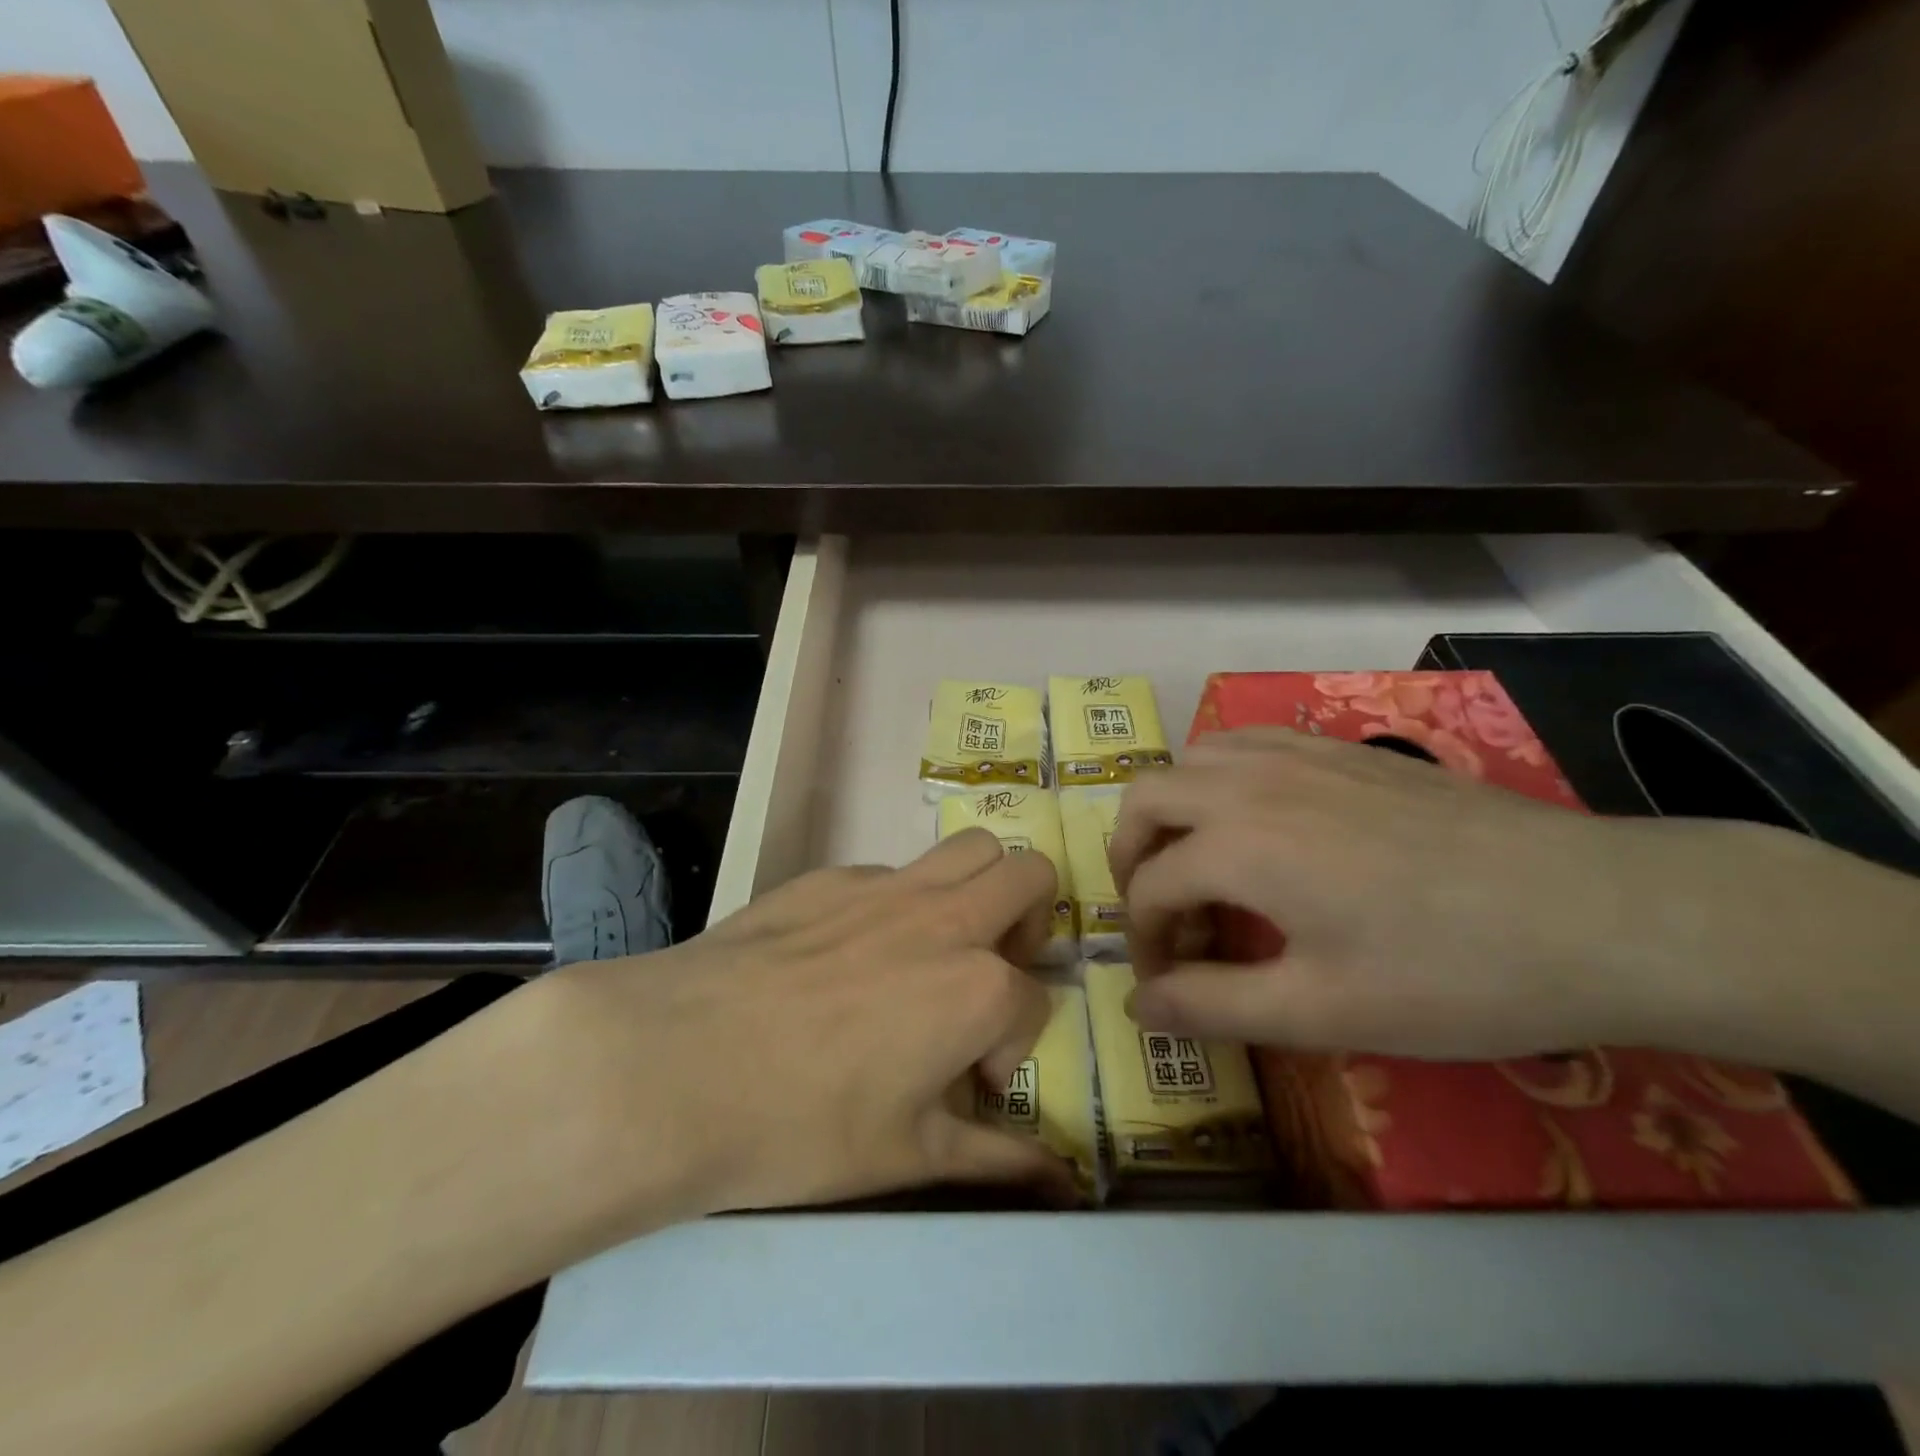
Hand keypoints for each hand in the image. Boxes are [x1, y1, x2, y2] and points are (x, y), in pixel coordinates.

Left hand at [538, 827, 1071, 1229]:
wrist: (674, 1066)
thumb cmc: (800, 1125)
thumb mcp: (908, 1156)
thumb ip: (996, 1159)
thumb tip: (1061, 1182)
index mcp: (977, 987)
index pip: (1032, 1002)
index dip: (1011, 1046)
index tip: (970, 1080)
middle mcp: (945, 919)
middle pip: (1030, 875)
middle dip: (1033, 919)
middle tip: (994, 969)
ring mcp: (886, 886)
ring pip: (970, 848)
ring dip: (980, 886)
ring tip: (944, 941)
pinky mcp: (829, 875)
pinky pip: (891, 872)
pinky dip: (900, 902)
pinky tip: (848, 954)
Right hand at [1107, 726, 1900, 1067]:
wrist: (1597, 912)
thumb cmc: (1453, 974)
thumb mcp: (1323, 1011)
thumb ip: (1215, 1006)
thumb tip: (1137, 1008)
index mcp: (1238, 846)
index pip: (1151, 890)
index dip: (1144, 944)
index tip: (1167, 988)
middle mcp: (1250, 784)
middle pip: (1146, 800)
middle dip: (1132, 858)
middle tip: (1161, 915)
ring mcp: (1297, 756)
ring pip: (1192, 759)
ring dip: (1173, 810)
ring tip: (1201, 865)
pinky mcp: (1341, 749)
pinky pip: (1247, 742)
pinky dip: (1221, 776)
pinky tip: (1258, 819)